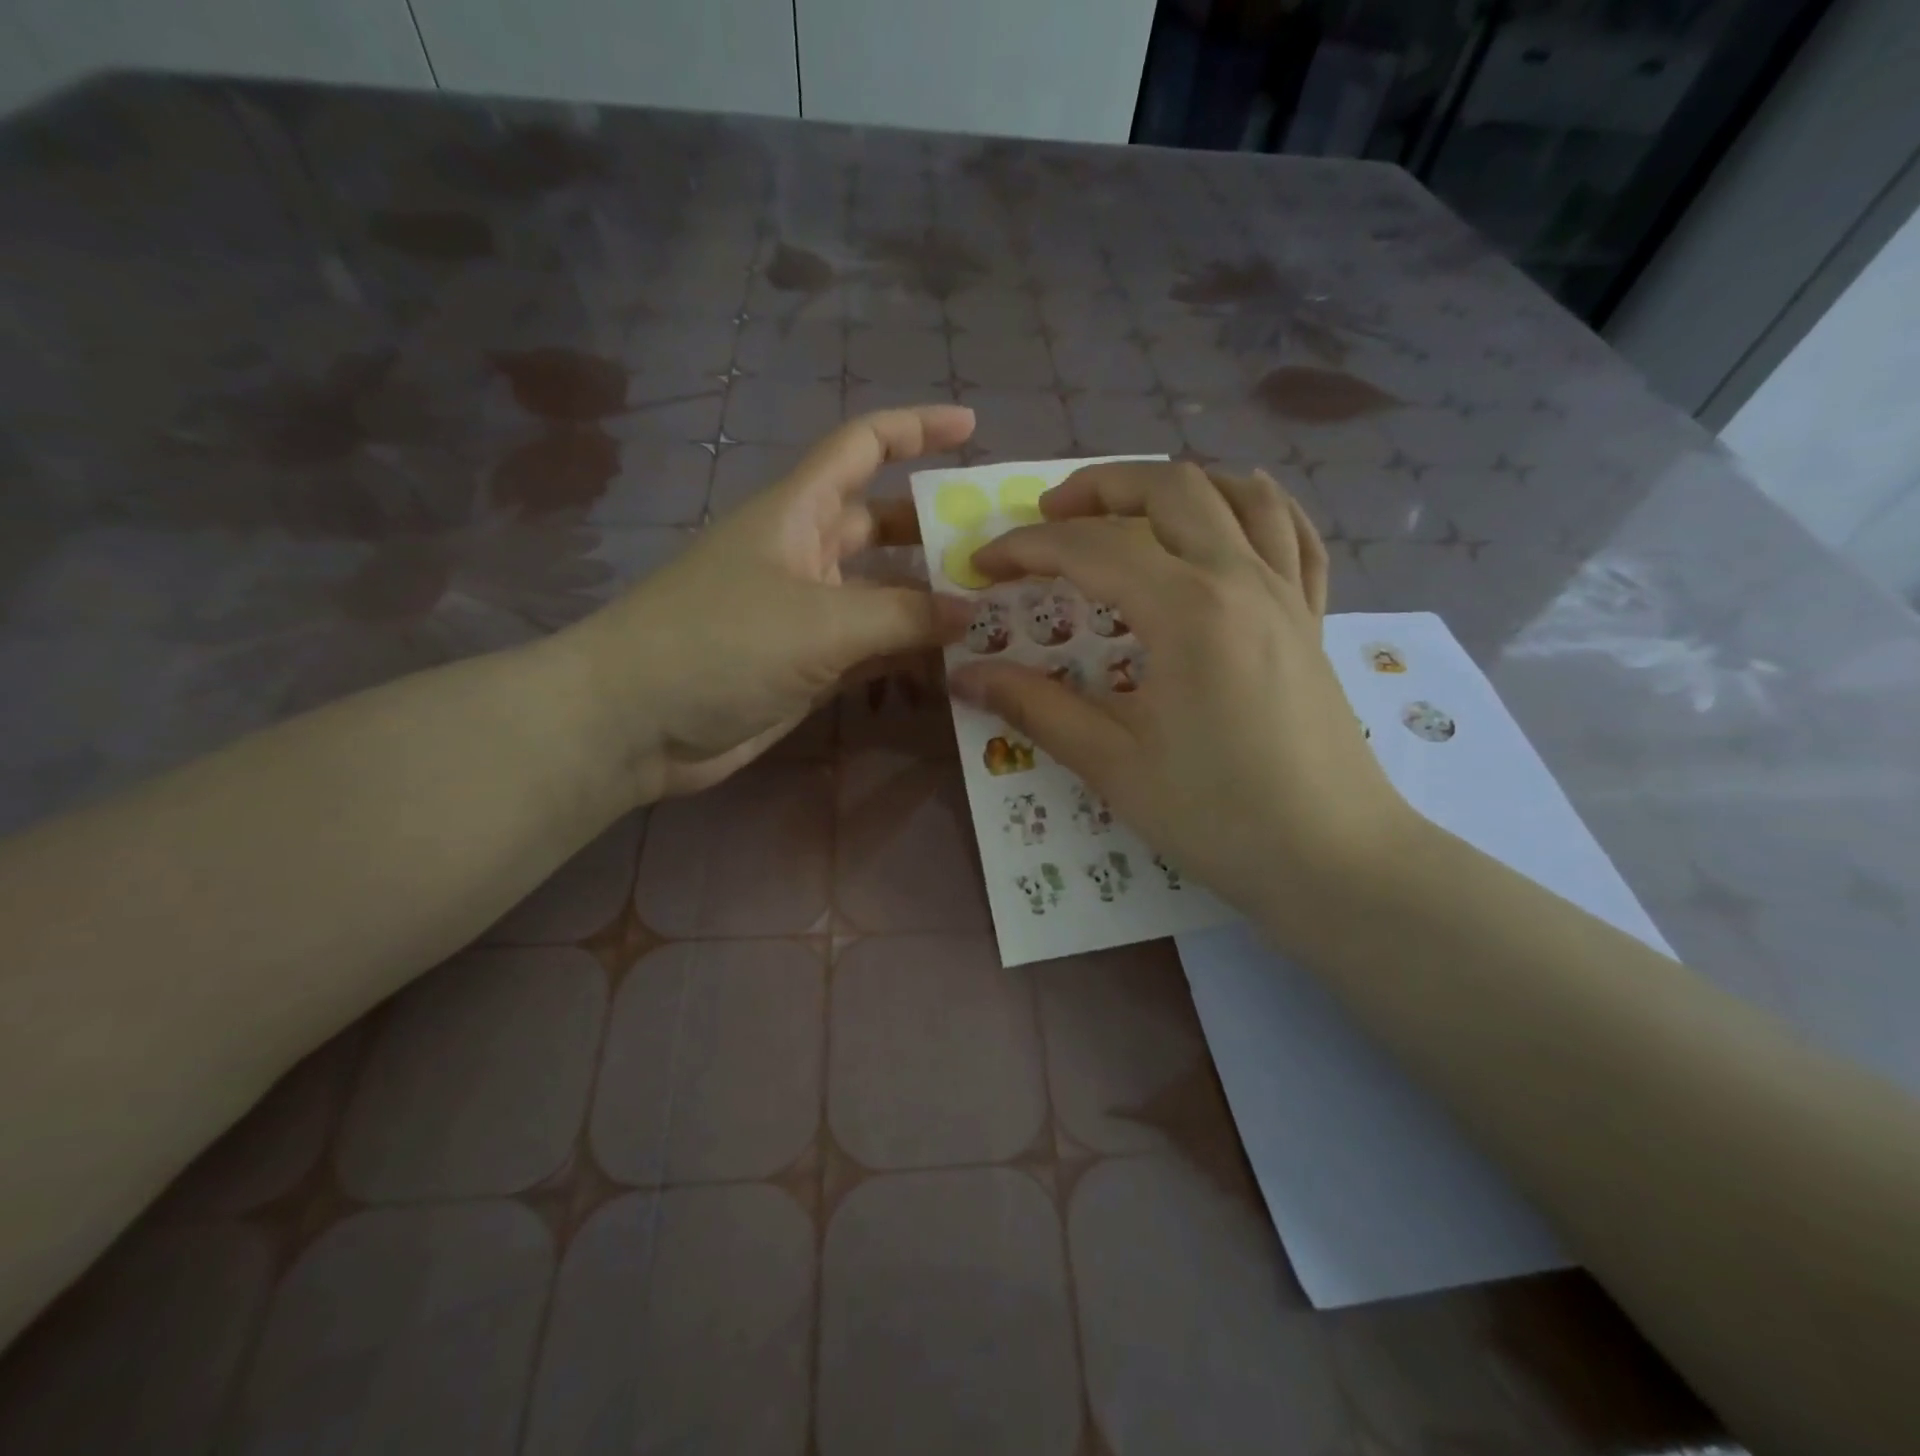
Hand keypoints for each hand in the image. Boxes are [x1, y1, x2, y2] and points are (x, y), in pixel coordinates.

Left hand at [561, 405, 973, 799]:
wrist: (636, 723)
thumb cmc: (722, 644)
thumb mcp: (822, 621)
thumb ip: (905, 616)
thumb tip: (974, 613)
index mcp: (799, 512)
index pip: (863, 446)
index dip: (916, 428)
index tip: (972, 426)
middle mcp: (806, 554)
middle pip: (884, 528)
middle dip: (939, 535)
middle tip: (1003, 555)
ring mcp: (808, 614)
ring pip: (884, 596)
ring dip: (931, 605)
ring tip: (997, 615)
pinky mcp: (808, 665)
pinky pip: (872, 649)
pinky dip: (908, 654)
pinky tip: (954, 665)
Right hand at [951, 461, 1414, 934]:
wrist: (1332, 858)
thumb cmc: (1217, 816)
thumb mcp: (1113, 765)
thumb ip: (1037, 708)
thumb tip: (965, 676)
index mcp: (1187, 610)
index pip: (1091, 549)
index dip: (1026, 548)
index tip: (983, 566)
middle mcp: (1241, 578)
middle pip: (1168, 488)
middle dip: (1098, 487)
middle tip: (1048, 517)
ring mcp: (1287, 593)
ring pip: (1237, 493)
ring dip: (1174, 485)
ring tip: (1129, 510)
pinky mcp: (1313, 617)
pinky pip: (1294, 533)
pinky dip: (1254, 506)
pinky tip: (1227, 520)